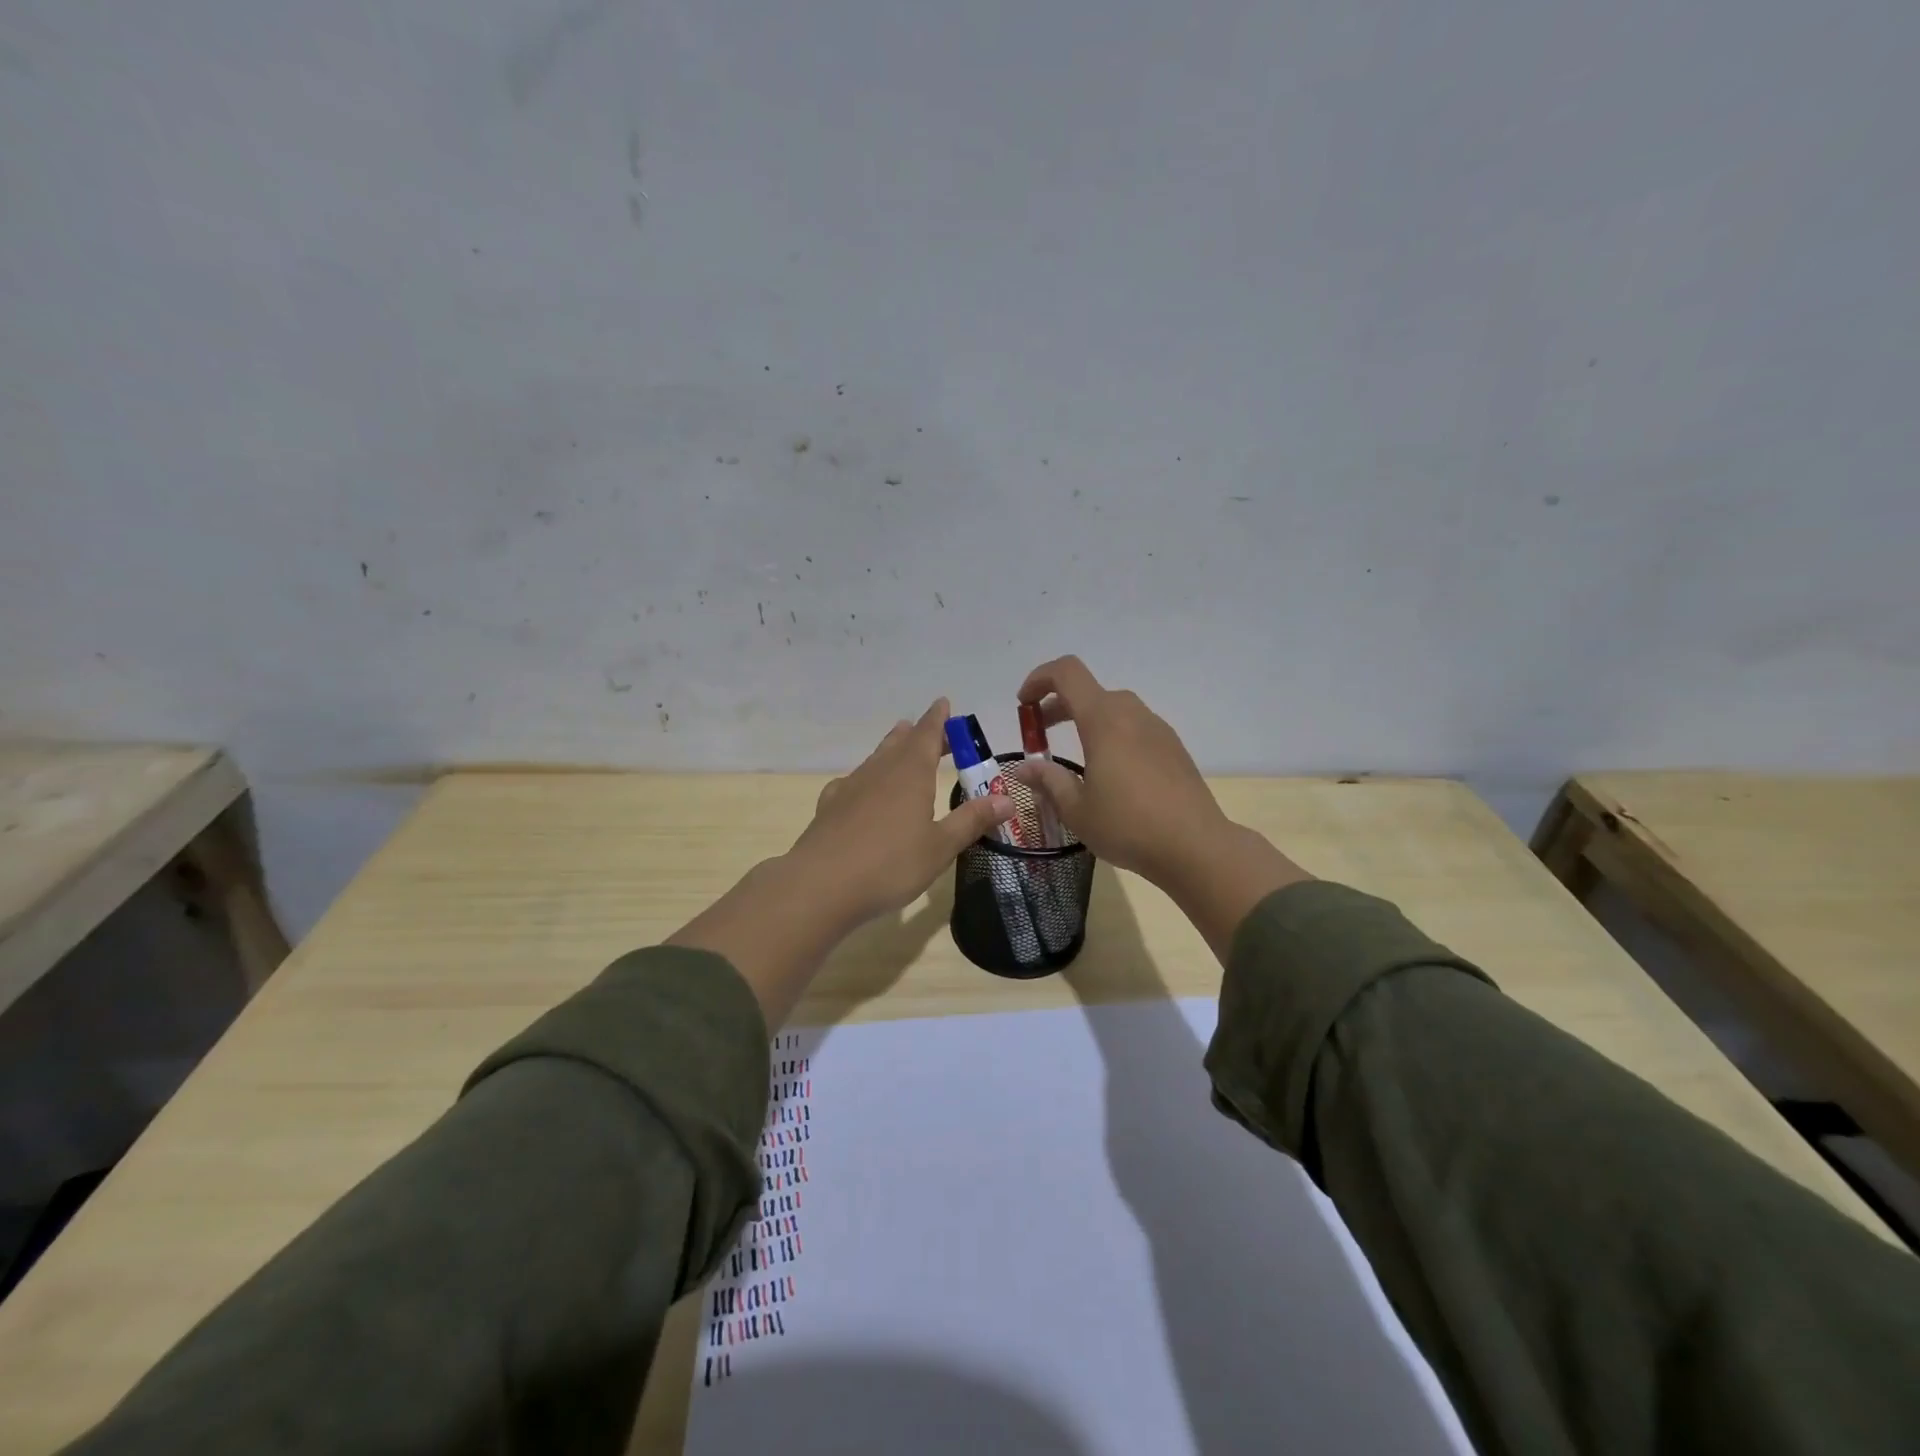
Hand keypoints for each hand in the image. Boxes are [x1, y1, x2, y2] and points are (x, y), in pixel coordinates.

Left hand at [670, 698, 1013, 1026]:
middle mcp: (880, 771)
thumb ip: (971, 820)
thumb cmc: (890, 864)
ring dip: (891, 748)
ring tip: (899, 741)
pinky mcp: (830, 806)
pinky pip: (852, 781)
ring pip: (876, 758)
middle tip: (932, 730)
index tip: (944, 703)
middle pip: (901, 742)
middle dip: (918, 733)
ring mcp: (851, 787)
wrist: (820, 885)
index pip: (927, 734)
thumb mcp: (940, 846)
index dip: (938, 719)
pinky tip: (860, 789)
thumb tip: (1007, 799)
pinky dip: (865, 778)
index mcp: (910, 773)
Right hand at [1012, 657, 1309, 959]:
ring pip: (1114, 708)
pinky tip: (1110, 772)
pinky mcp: (1173, 748)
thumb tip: (1024, 768)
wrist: (1195, 847)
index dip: (1039, 679)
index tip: (1023, 705)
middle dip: (1058, 706)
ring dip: (1086, 720)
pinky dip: (1112, 734)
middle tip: (1040, 736)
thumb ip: (1048, 781)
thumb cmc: (1128, 826)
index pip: (1067, 672)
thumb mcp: (1076, 809)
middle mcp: (1132, 714)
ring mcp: (1157, 729)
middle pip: (1089, 691)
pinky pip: (1135, 727)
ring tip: (1074, 756)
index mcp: (1103, 720)